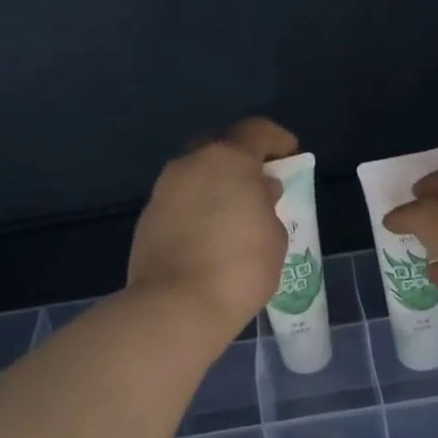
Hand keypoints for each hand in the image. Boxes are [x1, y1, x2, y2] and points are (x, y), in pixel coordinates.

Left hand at [128, 117, 298, 337]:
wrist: (176, 305)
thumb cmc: (239, 267)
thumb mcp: (274, 236)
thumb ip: (267, 204)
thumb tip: (257, 193)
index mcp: (227, 159)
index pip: (256, 131)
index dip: (277, 140)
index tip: (290, 157)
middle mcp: (190, 164)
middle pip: (219, 147)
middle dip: (240, 160)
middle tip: (257, 184)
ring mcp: (163, 190)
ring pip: (195, 175)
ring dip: (214, 186)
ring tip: (232, 215)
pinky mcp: (147, 218)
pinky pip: (179, 202)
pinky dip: (196, 209)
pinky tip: (207, 236)